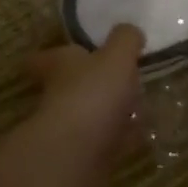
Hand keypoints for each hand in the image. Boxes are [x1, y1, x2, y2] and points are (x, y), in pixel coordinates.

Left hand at [24, 23, 144, 167]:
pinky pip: (107, 140)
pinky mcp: (86, 155)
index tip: (66, 53)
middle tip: (120, 78)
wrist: (78, 153)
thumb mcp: (116, 56)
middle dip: (92, 83)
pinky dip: (122, 136)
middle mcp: (59, 94)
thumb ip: (125, 40)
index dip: (52, 55)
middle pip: (71, 85)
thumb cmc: (93, 92)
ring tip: (138, 104)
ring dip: (110, 111)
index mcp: (60, 65)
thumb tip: (131, 31)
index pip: (45, 58)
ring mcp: (71, 127)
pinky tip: (142, 133)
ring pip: (91, 113)